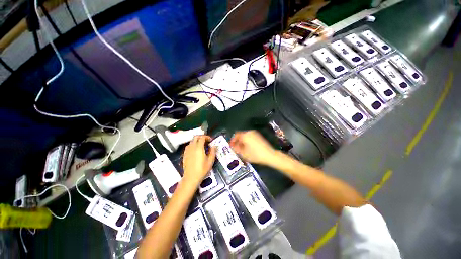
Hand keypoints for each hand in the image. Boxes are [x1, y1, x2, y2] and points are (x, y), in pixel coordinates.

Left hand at [182, 135, 216, 185]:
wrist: (191, 177)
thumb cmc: (202, 169)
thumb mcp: (210, 161)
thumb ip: (213, 152)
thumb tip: (214, 146)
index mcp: (199, 147)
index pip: (202, 137)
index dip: (207, 137)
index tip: (211, 140)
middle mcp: (192, 147)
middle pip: (196, 137)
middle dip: (201, 137)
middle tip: (206, 141)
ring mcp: (187, 150)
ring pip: (191, 141)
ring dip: (197, 140)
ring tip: (201, 145)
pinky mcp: (184, 154)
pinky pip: (188, 146)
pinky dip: (193, 144)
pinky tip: (196, 150)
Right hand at [230, 131, 276, 165]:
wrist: (269, 155)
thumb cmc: (255, 154)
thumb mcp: (243, 153)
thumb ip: (236, 148)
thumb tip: (233, 146)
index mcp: (244, 135)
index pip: (235, 135)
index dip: (232, 140)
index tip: (231, 145)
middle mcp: (249, 132)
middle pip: (240, 135)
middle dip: (237, 141)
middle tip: (235, 147)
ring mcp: (254, 134)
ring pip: (245, 136)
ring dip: (242, 141)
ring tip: (241, 149)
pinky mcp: (258, 136)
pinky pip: (249, 137)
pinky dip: (246, 141)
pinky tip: (247, 148)